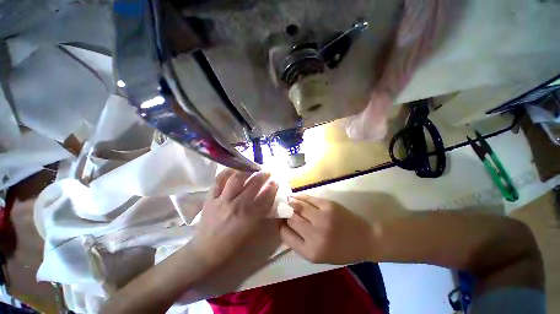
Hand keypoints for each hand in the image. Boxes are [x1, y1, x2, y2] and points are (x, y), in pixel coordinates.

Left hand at [189, 169, 277, 267]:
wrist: (206, 251)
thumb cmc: (233, 244)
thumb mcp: (252, 231)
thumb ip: (261, 213)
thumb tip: (269, 197)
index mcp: (249, 218)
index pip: (265, 198)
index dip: (273, 188)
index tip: (276, 181)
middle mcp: (236, 206)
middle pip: (253, 186)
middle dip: (263, 176)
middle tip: (268, 172)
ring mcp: (222, 200)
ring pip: (237, 179)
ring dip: (248, 171)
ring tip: (253, 168)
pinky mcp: (210, 198)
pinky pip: (219, 180)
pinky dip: (228, 172)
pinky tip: (235, 168)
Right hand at [280, 195, 373, 263]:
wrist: (365, 239)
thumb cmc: (341, 250)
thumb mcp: (318, 255)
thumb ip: (299, 242)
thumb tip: (284, 225)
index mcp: (311, 251)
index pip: (285, 234)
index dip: (280, 225)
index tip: (280, 220)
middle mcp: (314, 235)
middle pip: (290, 218)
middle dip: (284, 212)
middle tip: (281, 208)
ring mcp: (322, 218)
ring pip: (297, 206)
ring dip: (290, 202)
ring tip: (286, 200)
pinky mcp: (328, 205)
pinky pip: (308, 198)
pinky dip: (300, 197)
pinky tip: (296, 197)